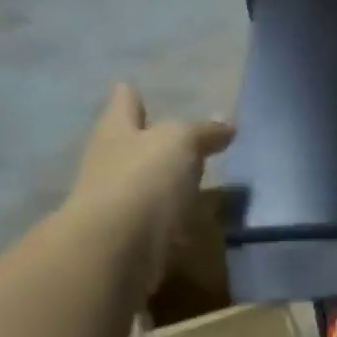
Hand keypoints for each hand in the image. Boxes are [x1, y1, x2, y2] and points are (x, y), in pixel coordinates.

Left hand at [68, 83, 233, 285]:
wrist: (117, 248)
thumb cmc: (145, 180)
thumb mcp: (181, 143)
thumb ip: (203, 132)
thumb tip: (227, 123)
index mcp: (117, 131)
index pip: (124, 103)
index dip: (130, 97)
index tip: (134, 88)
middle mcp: (110, 162)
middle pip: (128, 144)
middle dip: (147, 140)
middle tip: (176, 138)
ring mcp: (118, 202)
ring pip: (143, 184)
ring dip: (162, 182)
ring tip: (194, 182)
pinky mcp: (131, 238)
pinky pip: (157, 221)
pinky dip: (172, 219)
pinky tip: (193, 222)